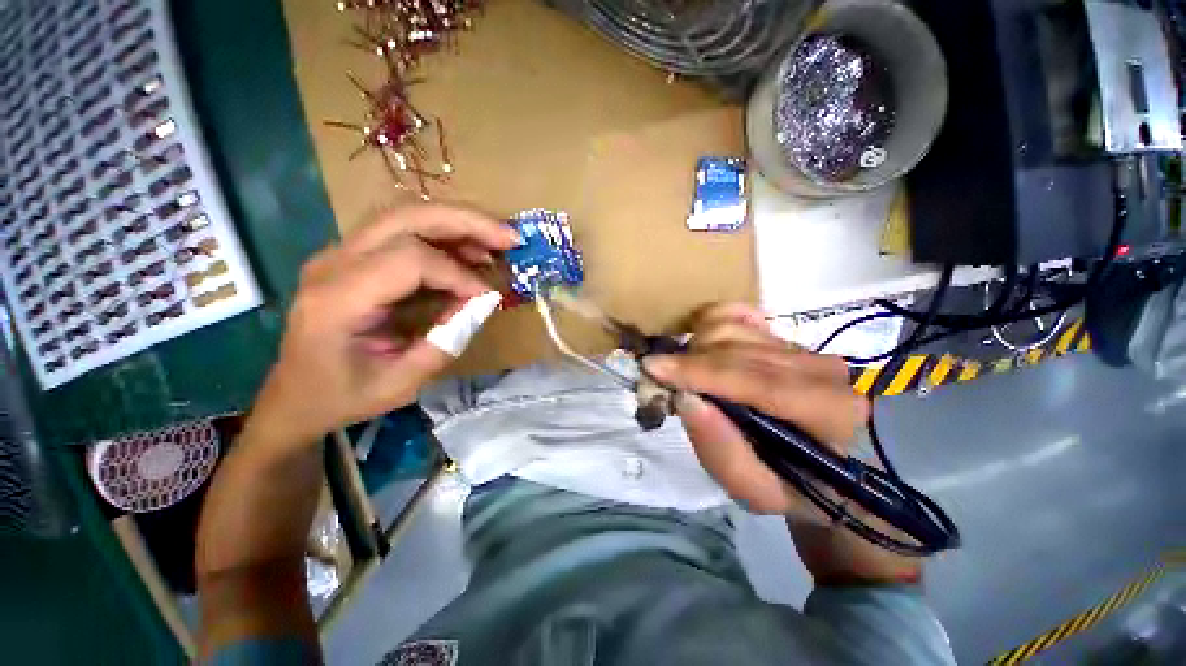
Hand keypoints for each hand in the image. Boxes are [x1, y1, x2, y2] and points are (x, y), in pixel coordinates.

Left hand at [247, 203, 518, 445]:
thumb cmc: (342, 396)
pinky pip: (404, 232)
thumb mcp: (400, 384)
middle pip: (405, 217)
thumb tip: (481, 304)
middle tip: (510, 238)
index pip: (409, 260)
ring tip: (496, 244)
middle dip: (466, 222)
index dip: (458, 274)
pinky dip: (444, 237)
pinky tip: (470, 252)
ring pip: (405, 215)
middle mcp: (333, 263)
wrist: (295, 396)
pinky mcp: (354, 257)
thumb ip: (444, 343)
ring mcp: (340, 254)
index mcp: (337, 299)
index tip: (487, 297)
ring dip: (458, 224)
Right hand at [643, 303, 868, 516]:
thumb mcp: (757, 492)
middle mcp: (821, 369)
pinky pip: (738, 315)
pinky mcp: (786, 337)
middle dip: (689, 360)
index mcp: (829, 413)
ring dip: (696, 347)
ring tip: (681, 373)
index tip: (653, 367)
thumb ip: (723, 453)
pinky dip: (710, 324)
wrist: (824, 465)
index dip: (700, 371)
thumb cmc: (792, 486)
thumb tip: (685, 399)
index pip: (757, 380)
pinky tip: (698, 343)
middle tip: (658, 376)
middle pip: (738, 349)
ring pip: (734, 329)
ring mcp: (803, 347)